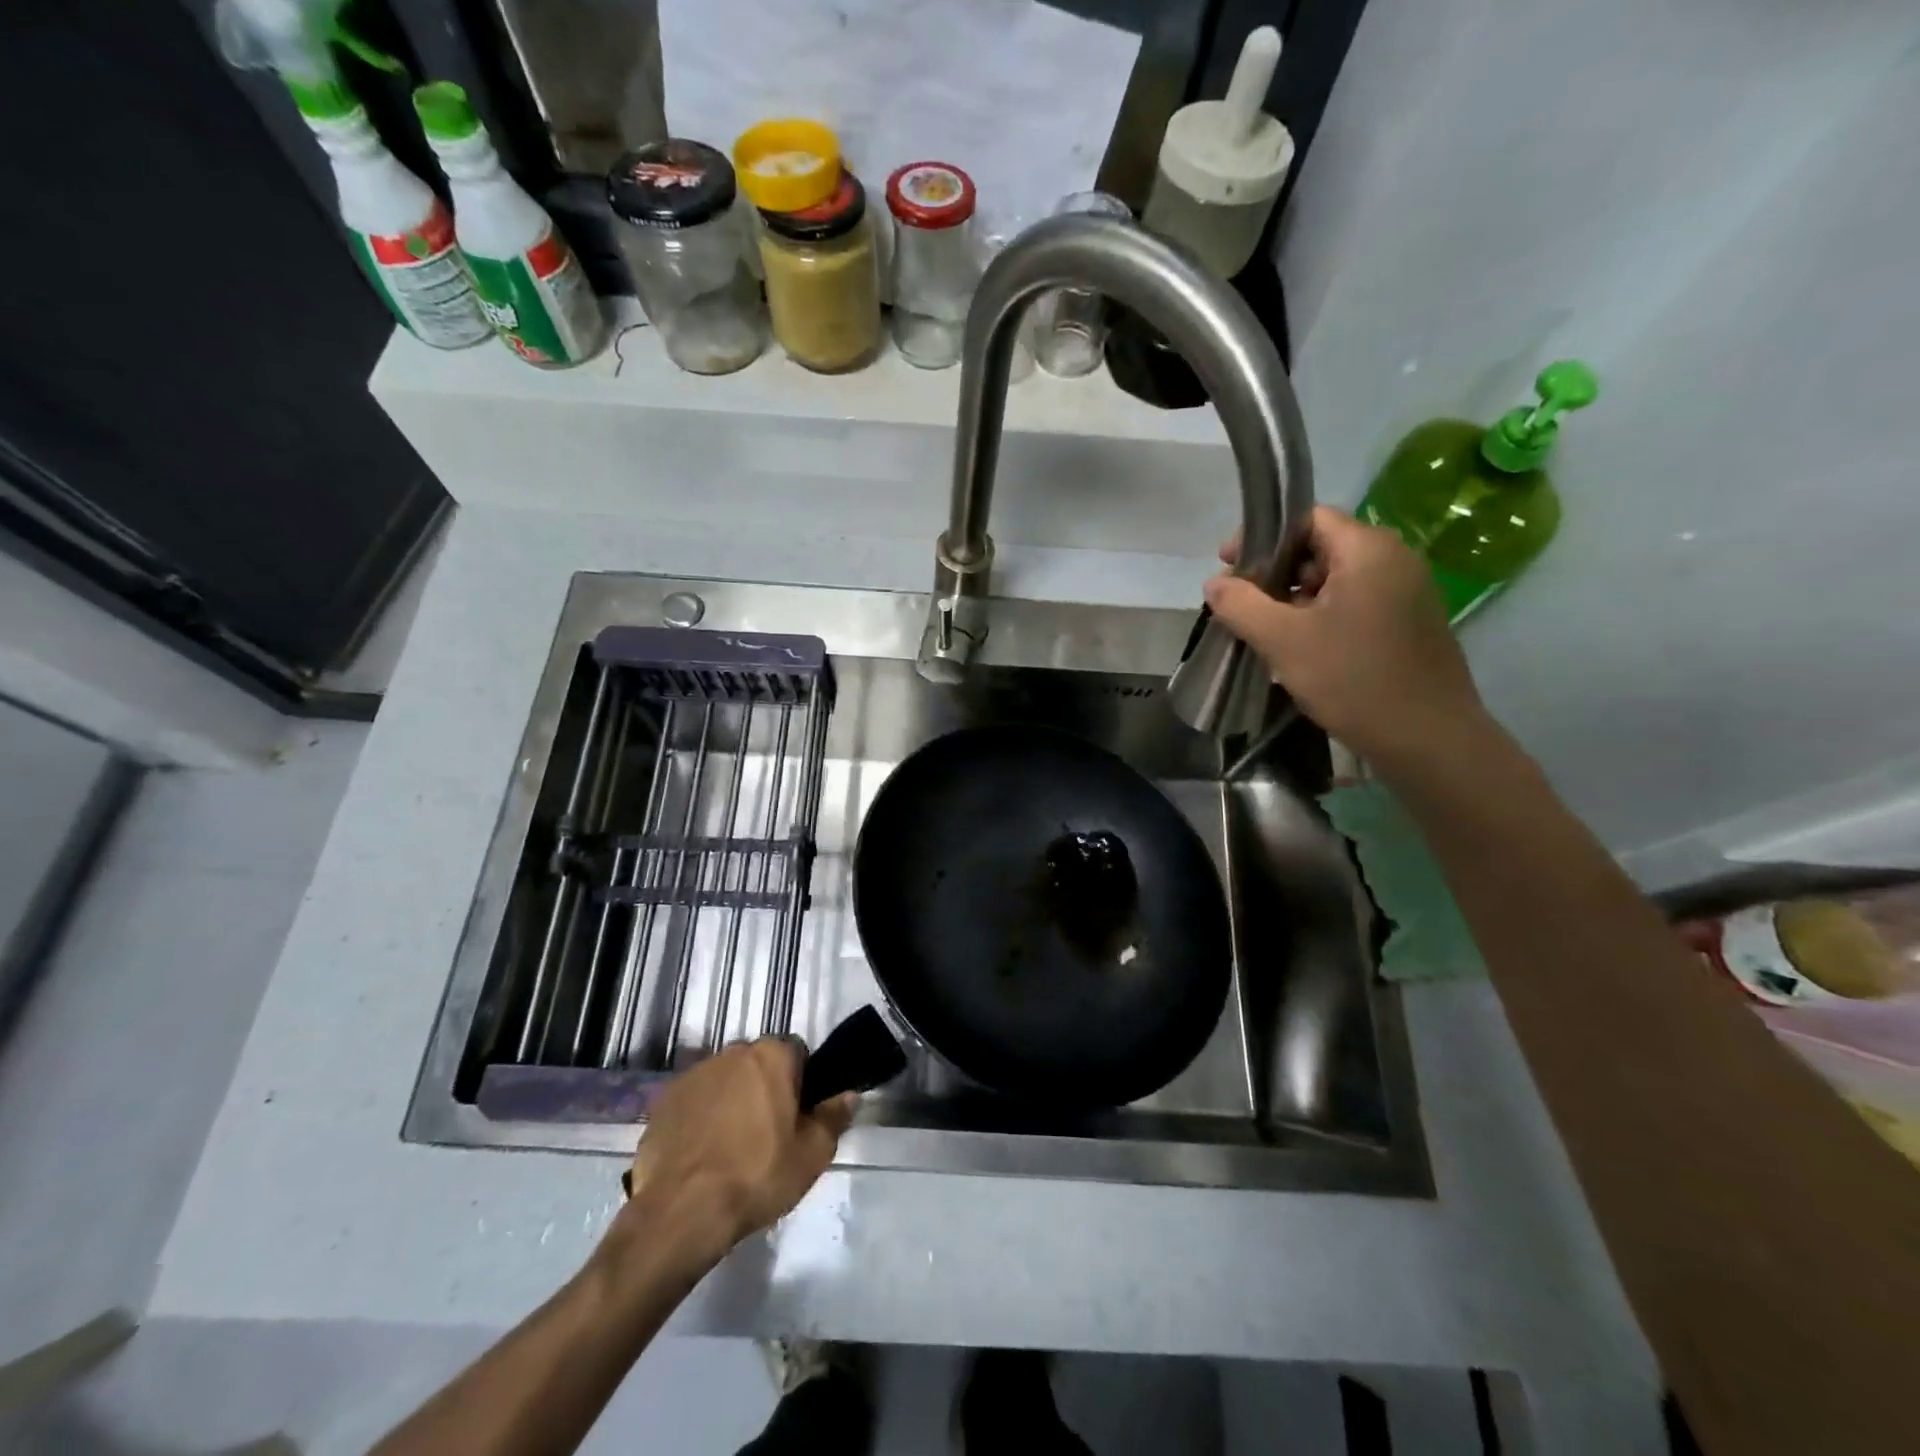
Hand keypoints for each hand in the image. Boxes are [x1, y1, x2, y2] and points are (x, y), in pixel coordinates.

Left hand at [623, 1039, 855, 1263]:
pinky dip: (701, 1118)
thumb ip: (834, 1117)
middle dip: (765, 1088)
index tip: (799, 1116)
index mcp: (771, 1055)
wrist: (680, 1212)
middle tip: (769, 1134)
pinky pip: (695, 1101)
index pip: (797, 1052)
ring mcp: (694, 1074)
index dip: (802, 1082)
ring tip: (732, 1148)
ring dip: (732, 1101)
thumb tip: (849, 1095)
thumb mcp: (812, 1155)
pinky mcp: (664, 1100)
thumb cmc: (756, 1176)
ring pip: (725, 1081)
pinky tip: (702, 1155)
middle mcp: (732, 1052)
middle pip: (759, 1064)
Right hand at [1206, 506, 1487, 772]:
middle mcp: (1394, 559)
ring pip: (1337, 578)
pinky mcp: (1409, 622)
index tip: (1229, 567)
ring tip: (1266, 631)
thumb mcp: (1283, 641)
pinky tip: (1301, 648)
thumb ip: (1241, 605)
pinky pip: (1355, 602)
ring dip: (1295, 597)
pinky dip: (1321, 614)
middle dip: (1276, 571)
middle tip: (1243, 605)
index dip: (1262, 537)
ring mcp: (1407, 592)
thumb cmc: (1353, 680)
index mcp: (1368, 550)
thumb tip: (1214, 583)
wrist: (1428, 739)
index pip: (1307, 518)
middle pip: (1321, 546)